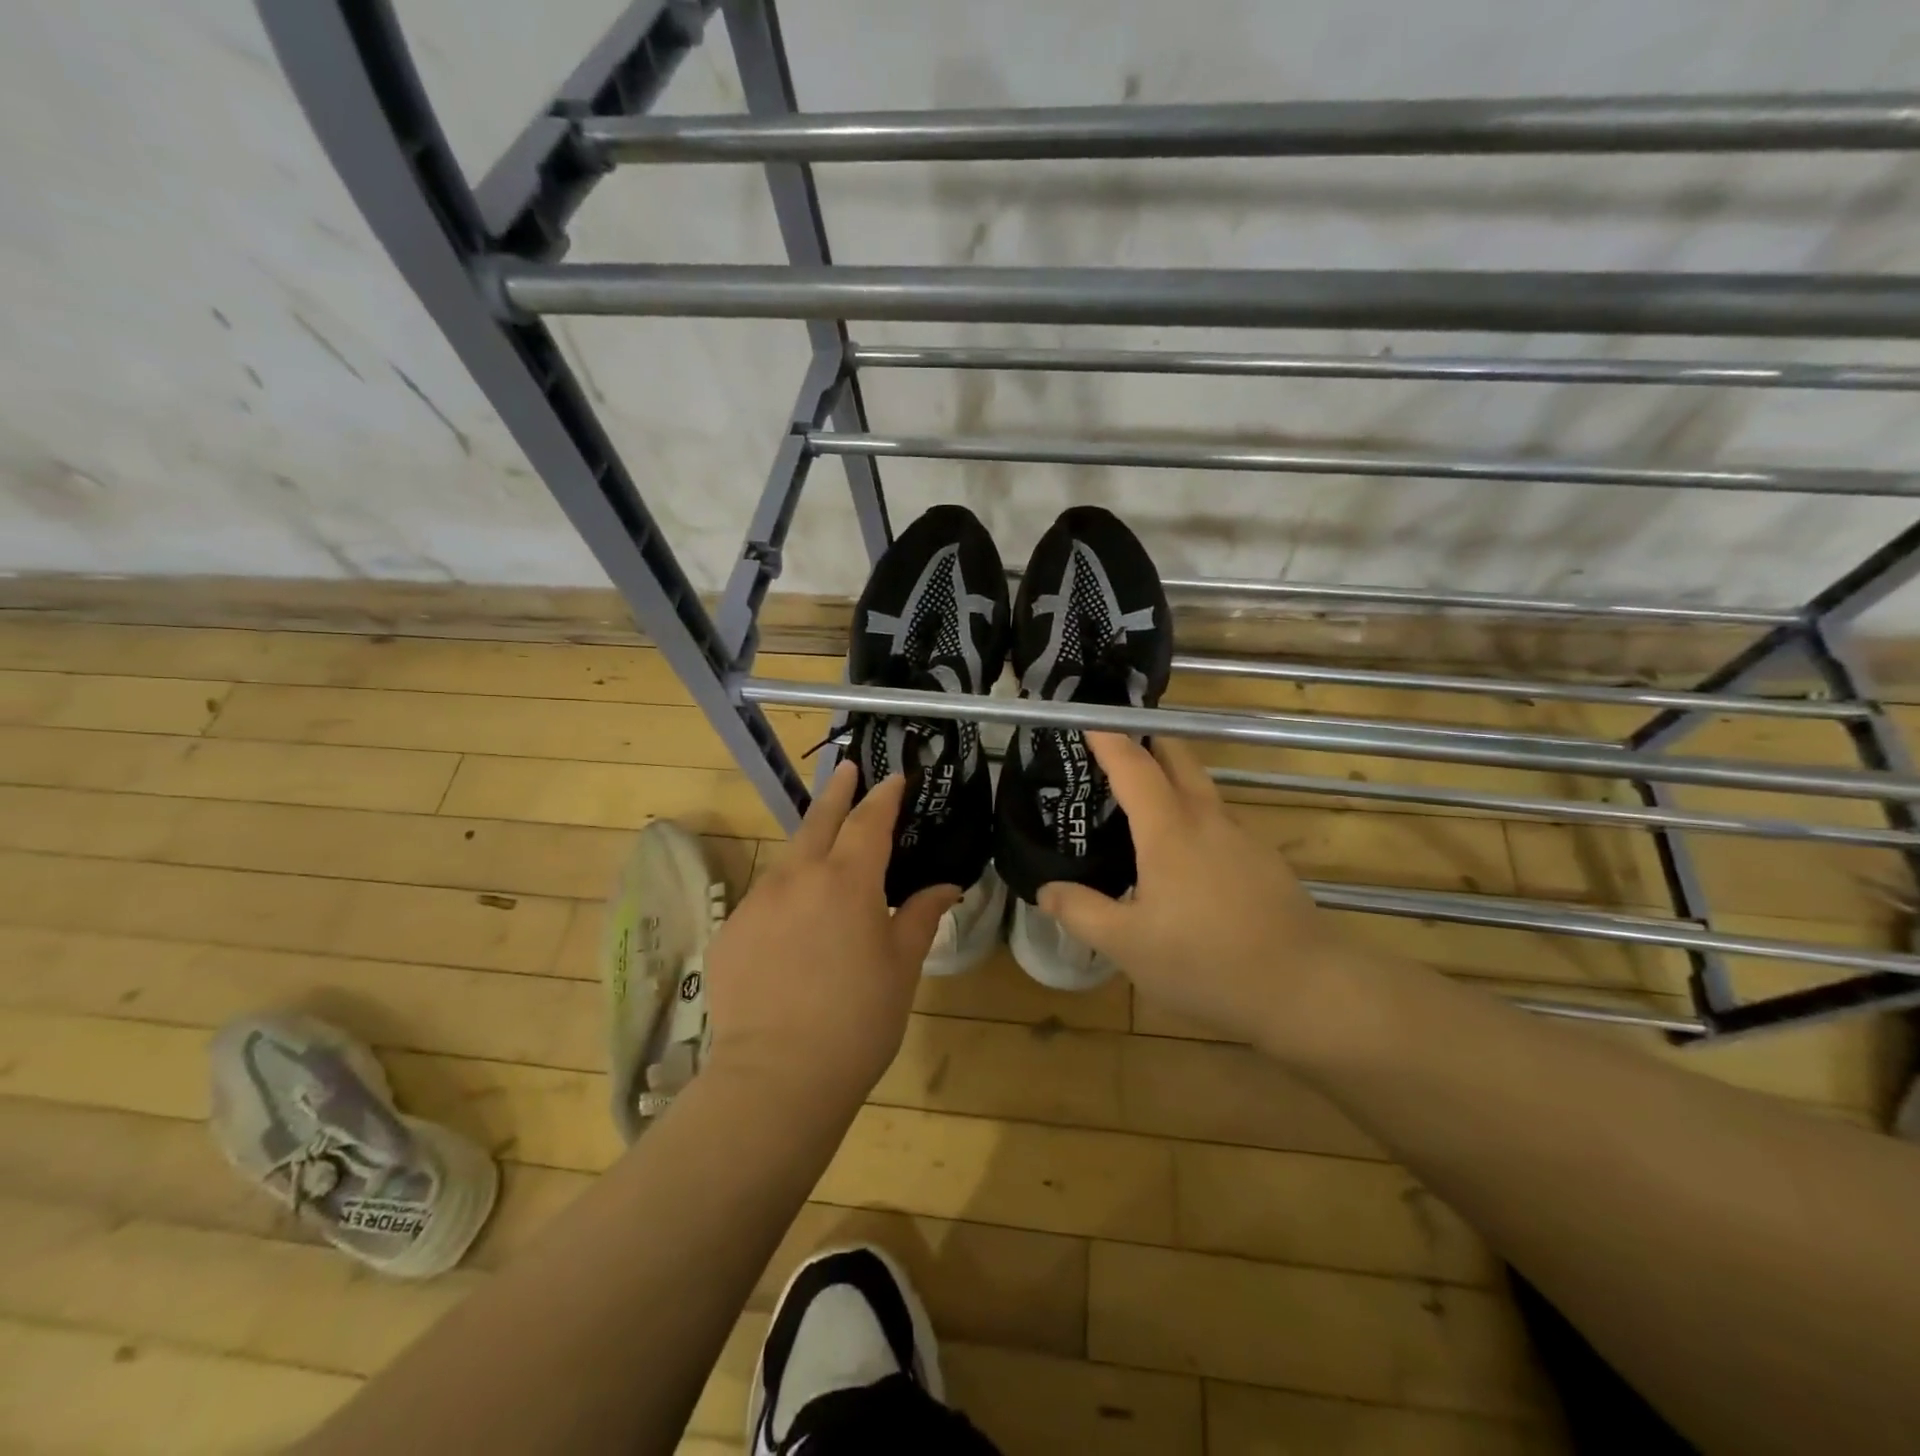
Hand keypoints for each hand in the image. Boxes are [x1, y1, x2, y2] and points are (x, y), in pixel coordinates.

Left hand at [704, 761, 960, 1115]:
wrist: (776, 1077)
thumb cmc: (858, 1020)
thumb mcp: (902, 966)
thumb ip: (921, 916)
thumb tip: (946, 886)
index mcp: (848, 881)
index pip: (869, 821)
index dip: (884, 796)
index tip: (893, 779)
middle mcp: (798, 877)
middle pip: (820, 820)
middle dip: (837, 792)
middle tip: (847, 769)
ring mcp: (758, 901)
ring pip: (789, 857)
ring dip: (811, 843)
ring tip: (825, 847)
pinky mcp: (731, 930)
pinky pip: (766, 896)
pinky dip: (786, 891)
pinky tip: (794, 918)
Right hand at [1038, 733, 1349, 1052]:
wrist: (1307, 989)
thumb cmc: (1208, 962)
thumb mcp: (1128, 946)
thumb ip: (1082, 912)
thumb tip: (1046, 889)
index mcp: (1169, 830)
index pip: (1133, 765)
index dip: (1109, 738)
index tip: (1087, 718)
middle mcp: (1208, 819)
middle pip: (1178, 757)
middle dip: (1147, 739)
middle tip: (1114, 746)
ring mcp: (1242, 837)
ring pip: (1201, 788)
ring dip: (1170, 778)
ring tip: (1140, 802)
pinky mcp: (1264, 860)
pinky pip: (1218, 820)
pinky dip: (1192, 815)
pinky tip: (1183, 856)